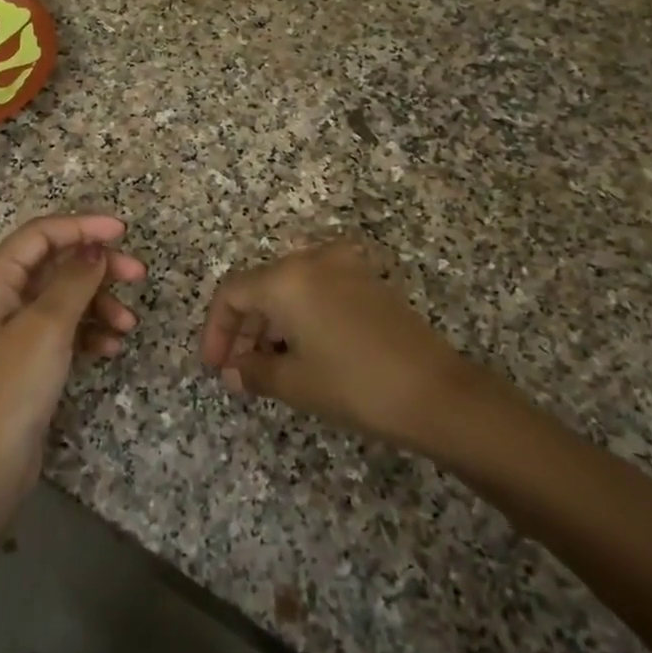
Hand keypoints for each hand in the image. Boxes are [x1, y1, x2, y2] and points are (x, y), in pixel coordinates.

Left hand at [0, 214, 145, 520]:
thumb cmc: (10, 390)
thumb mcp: (46, 328)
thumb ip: (74, 280)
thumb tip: (95, 246)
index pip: (40, 234)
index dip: (83, 226)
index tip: (124, 231)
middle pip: (54, 264)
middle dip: (97, 269)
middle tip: (138, 275)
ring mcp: (9, 329)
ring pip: (62, 298)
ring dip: (97, 304)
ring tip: (128, 326)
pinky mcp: (23, 358)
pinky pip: (61, 329)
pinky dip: (87, 332)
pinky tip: (110, 349)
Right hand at [199, 238, 507, 450]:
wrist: (437, 392)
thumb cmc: (354, 385)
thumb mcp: (295, 382)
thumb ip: (253, 371)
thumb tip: (234, 371)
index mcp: (286, 278)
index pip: (231, 293)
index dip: (215, 330)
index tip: (215, 367)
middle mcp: (312, 260)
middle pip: (260, 287)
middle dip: (243, 328)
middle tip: (237, 370)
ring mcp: (344, 267)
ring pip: (289, 289)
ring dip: (270, 323)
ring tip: (266, 367)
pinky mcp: (367, 282)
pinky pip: (317, 291)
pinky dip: (300, 317)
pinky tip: (302, 352)